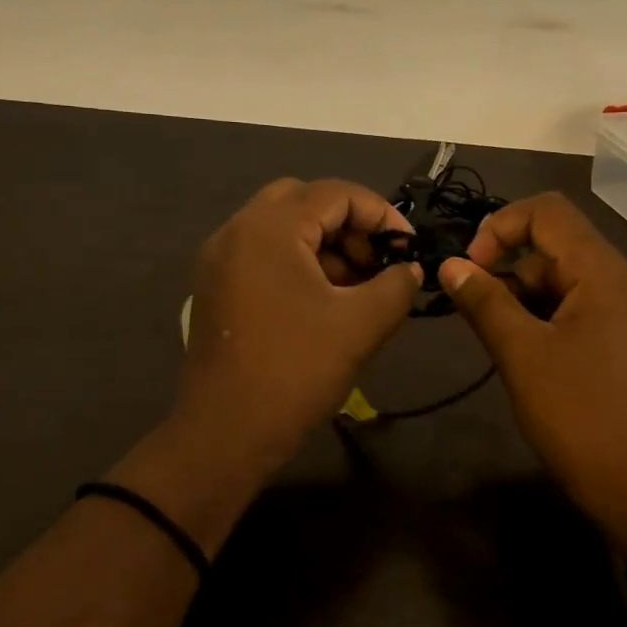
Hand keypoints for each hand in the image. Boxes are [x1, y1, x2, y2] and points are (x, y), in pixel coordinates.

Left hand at [174, 177, 421, 474]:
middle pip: (303, 201)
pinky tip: (323, 301)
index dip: (380, 214)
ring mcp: (219, 260)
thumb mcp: (362, 325)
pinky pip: (262, 254)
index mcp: (269, 228)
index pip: (335, 193)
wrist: (226, 433)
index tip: (408, 247)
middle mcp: (237, 230)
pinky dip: (297, 262)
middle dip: (348, 225)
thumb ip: (396, 285)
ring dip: (323, 244)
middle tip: (376, 262)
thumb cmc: (296, 370)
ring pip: (281, 228)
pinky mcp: (215, 287)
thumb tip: (411, 269)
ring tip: (356, 287)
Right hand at [439, 192, 626, 554]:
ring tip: (503, 346)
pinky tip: (531, 361)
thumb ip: (485, 303)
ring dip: (526, 301)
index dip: (500, 227)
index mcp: (604, 273)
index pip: (548, 212)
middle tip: (478, 316)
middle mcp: (625, 284)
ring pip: (568, 284)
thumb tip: (451, 265)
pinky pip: (584, 313)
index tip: (470, 269)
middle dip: (510, 271)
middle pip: (557, 248)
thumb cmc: (582, 417)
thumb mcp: (522, 357)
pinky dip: (549, 322)